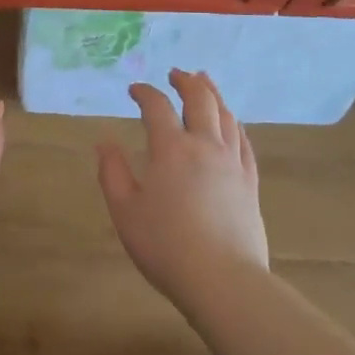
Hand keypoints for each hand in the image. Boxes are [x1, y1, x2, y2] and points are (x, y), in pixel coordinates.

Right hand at [96, 69, 269, 304]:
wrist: (223, 280)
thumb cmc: (165, 246)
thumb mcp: (125, 211)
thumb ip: (112, 172)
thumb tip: (104, 141)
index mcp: (171, 149)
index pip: (157, 107)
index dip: (145, 93)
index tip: (134, 90)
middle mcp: (205, 145)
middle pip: (200, 100)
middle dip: (186, 81)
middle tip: (176, 73)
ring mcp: (232, 162)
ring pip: (226, 115)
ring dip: (213, 93)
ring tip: (205, 82)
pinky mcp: (250, 182)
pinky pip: (244, 141)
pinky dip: (234, 124)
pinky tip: (232, 123)